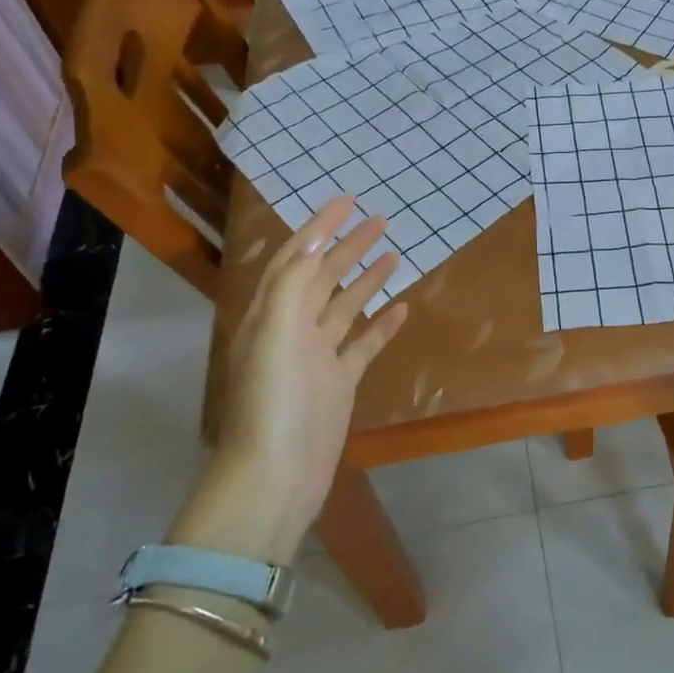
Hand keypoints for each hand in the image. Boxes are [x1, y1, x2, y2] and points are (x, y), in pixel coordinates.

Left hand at [169, 197, 407, 561]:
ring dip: (367, 280)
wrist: (277, 472)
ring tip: (394, 254)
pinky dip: (381, 325)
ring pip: (345, 307)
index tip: (348, 200)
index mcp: (272, 312)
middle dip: (349, 247)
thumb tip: (317, 239)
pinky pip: (363, 344)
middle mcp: (293, 328)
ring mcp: (318, 356)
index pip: (297, 256)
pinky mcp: (339, 382)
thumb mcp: (276, 330)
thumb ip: (294, 281)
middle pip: (324, 277)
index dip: (321, 226)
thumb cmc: (274, 398)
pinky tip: (401, 308)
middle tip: (381, 221)